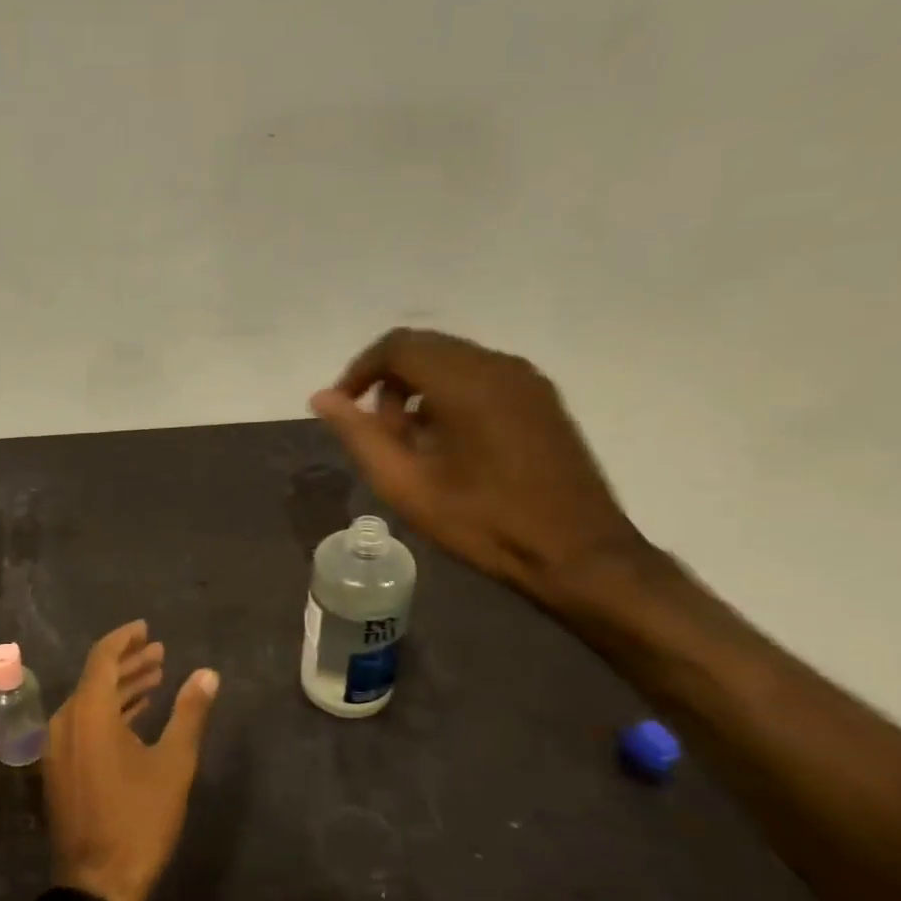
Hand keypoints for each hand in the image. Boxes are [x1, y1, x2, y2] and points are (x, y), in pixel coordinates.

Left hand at [45, 621, 219, 900]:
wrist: (97, 884)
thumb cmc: (139, 820)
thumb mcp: (173, 764)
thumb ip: (189, 714)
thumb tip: (208, 674)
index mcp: (88, 712)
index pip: (102, 658)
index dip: (125, 639)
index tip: (146, 629)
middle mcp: (65, 721)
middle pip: (96, 677)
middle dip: (129, 663)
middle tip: (159, 652)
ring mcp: (58, 746)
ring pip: (90, 701)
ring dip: (121, 688)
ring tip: (156, 677)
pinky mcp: (59, 767)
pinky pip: (84, 724)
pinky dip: (110, 713)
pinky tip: (136, 715)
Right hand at [310, 328, 646, 608]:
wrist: (578, 554)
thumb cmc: (484, 523)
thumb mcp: (406, 485)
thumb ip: (359, 435)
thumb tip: (322, 398)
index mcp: (465, 382)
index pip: (396, 347)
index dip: (359, 371)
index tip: (342, 408)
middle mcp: (498, 366)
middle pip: (424, 348)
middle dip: (387, 381)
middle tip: (377, 433)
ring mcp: (526, 380)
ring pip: (452, 361)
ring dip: (417, 389)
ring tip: (411, 443)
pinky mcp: (541, 399)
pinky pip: (480, 376)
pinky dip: (448, 395)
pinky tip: (447, 443)